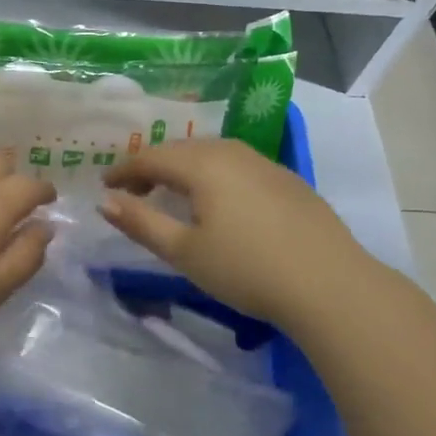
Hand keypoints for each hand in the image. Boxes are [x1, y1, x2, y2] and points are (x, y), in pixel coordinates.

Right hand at [102, 138, 367, 323]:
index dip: (124, 171)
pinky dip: (215, 175)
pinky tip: (220, 201)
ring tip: (173, 194)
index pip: (151, 157)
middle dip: (153, 166)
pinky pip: (238, 165)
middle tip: (135, 191)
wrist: (330, 285)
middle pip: (182, 150)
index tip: (105, 186)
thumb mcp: (184, 252)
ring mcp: (265, 163)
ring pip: (212, 154)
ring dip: (185, 169)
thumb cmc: (246, 269)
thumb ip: (141, 223)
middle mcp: (232, 152)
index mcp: (203, 165)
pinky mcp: (288, 180)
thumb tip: (105, 202)